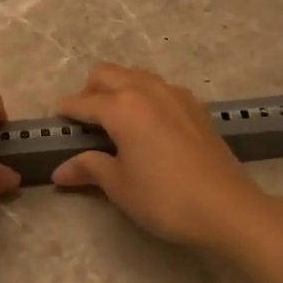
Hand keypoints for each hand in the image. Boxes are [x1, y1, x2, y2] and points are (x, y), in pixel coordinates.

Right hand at [51, 64, 269, 251]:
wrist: (227, 208)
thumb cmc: (165, 199)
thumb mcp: (120, 186)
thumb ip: (89, 168)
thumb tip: (59, 171)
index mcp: (121, 107)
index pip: (82, 102)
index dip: (65, 113)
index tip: (56, 124)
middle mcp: (146, 90)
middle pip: (107, 74)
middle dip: (90, 92)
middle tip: (86, 124)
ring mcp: (175, 94)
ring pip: (135, 76)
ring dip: (119, 90)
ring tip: (116, 123)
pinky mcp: (195, 107)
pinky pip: (160, 89)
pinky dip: (145, 97)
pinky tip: (149, 127)